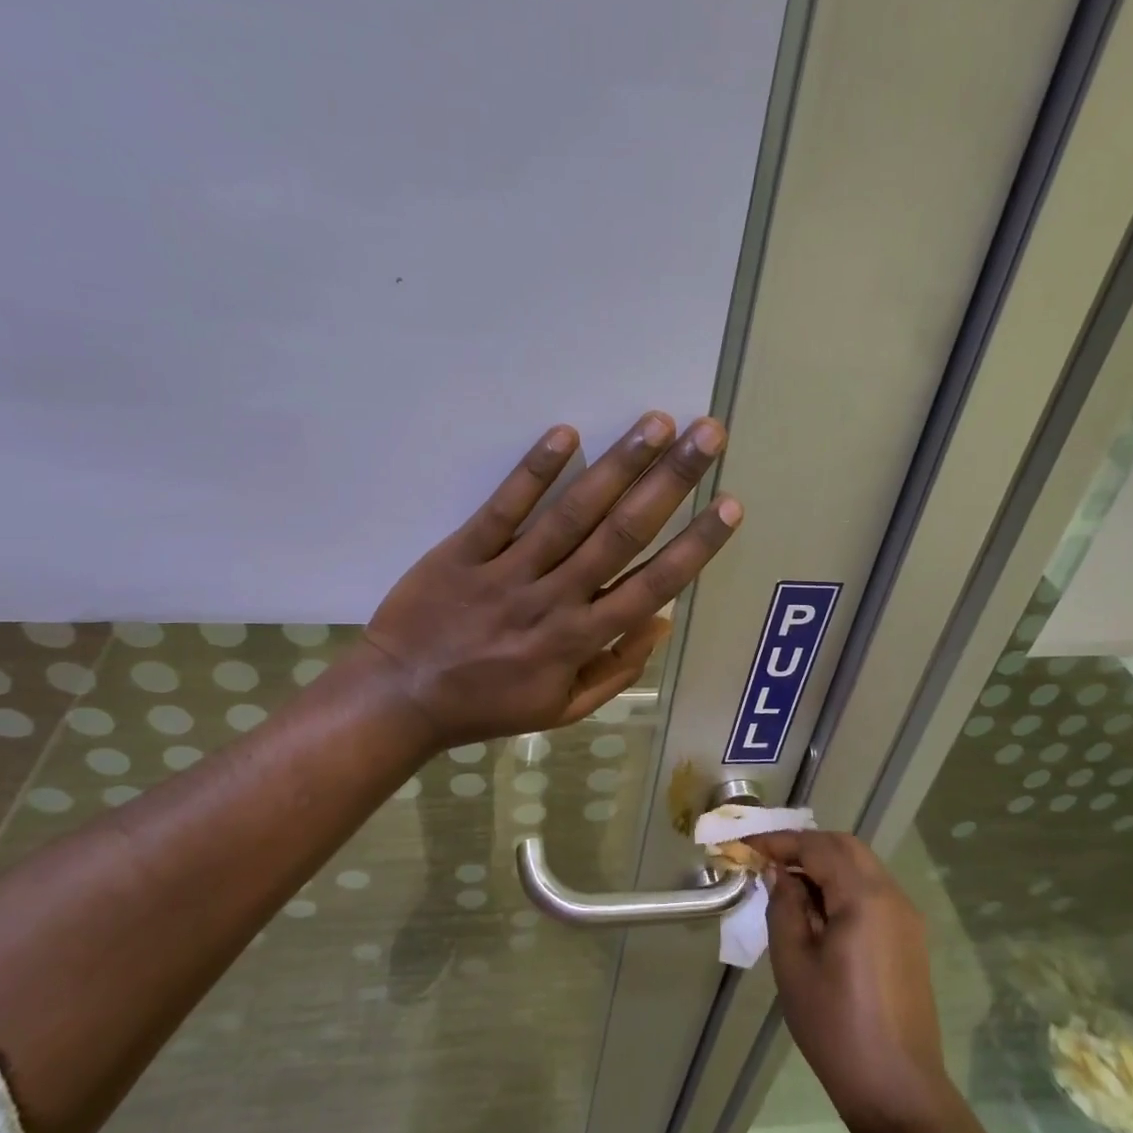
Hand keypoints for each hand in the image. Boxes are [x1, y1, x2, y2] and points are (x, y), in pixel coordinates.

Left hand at [357, 412, 740, 749]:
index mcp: (580, 640)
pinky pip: (504, 508)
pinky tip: (566, 433)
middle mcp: (553, 599)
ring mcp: (507, 572)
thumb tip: (663, 621)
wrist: (401, 699)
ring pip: (571, 514)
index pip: (652, 585)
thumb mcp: (563, 710)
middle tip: (707, 435)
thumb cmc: (488, 706)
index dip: (696, 544)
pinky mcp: (463, 551)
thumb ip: (618, 671)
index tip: (731, 505)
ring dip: (618, 465)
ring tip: (656, 423)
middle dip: (671, 481)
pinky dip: (535, 471)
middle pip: (622, 534)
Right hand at [749, 830, 954, 1132]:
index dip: (779, 841)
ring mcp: (905, 916)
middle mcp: (891, 896)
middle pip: (845, 847)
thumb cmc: (836, 1027)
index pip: (817, 847)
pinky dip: (841, 884)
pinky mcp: (908, 938)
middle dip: (804, 846)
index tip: (746, 845)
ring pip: (860, 866)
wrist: (898, 1092)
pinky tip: (816, 910)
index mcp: (864, 898)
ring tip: (786, 883)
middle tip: (767, 859)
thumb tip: (779, 874)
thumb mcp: (793, 963)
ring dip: (823, 863)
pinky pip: (871, 890)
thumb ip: (784, 907)